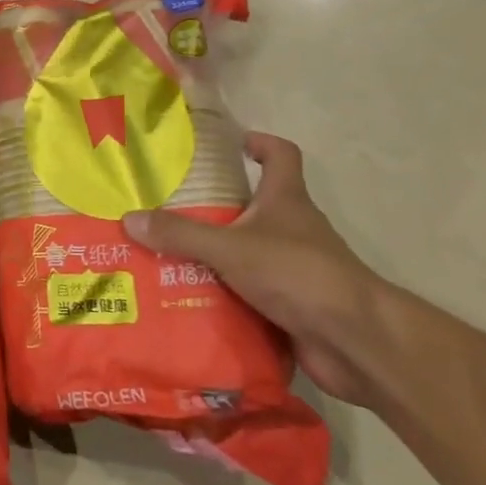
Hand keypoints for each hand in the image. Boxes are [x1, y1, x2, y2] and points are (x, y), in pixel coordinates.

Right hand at [123, 133, 392, 406]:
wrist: (355, 341)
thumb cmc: (298, 273)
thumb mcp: (230, 247)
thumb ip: (181, 234)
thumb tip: (129, 218)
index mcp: (286, 200)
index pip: (281, 155)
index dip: (260, 143)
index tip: (232, 145)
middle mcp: (294, 228)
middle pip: (258, 204)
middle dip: (219, 206)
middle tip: (173, 208)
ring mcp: (297, 269)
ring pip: (251, 251)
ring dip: (219, 254)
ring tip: (169, 255)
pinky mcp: (294, 306)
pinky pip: (252, 292)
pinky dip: (227, 294)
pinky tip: (192, 299)